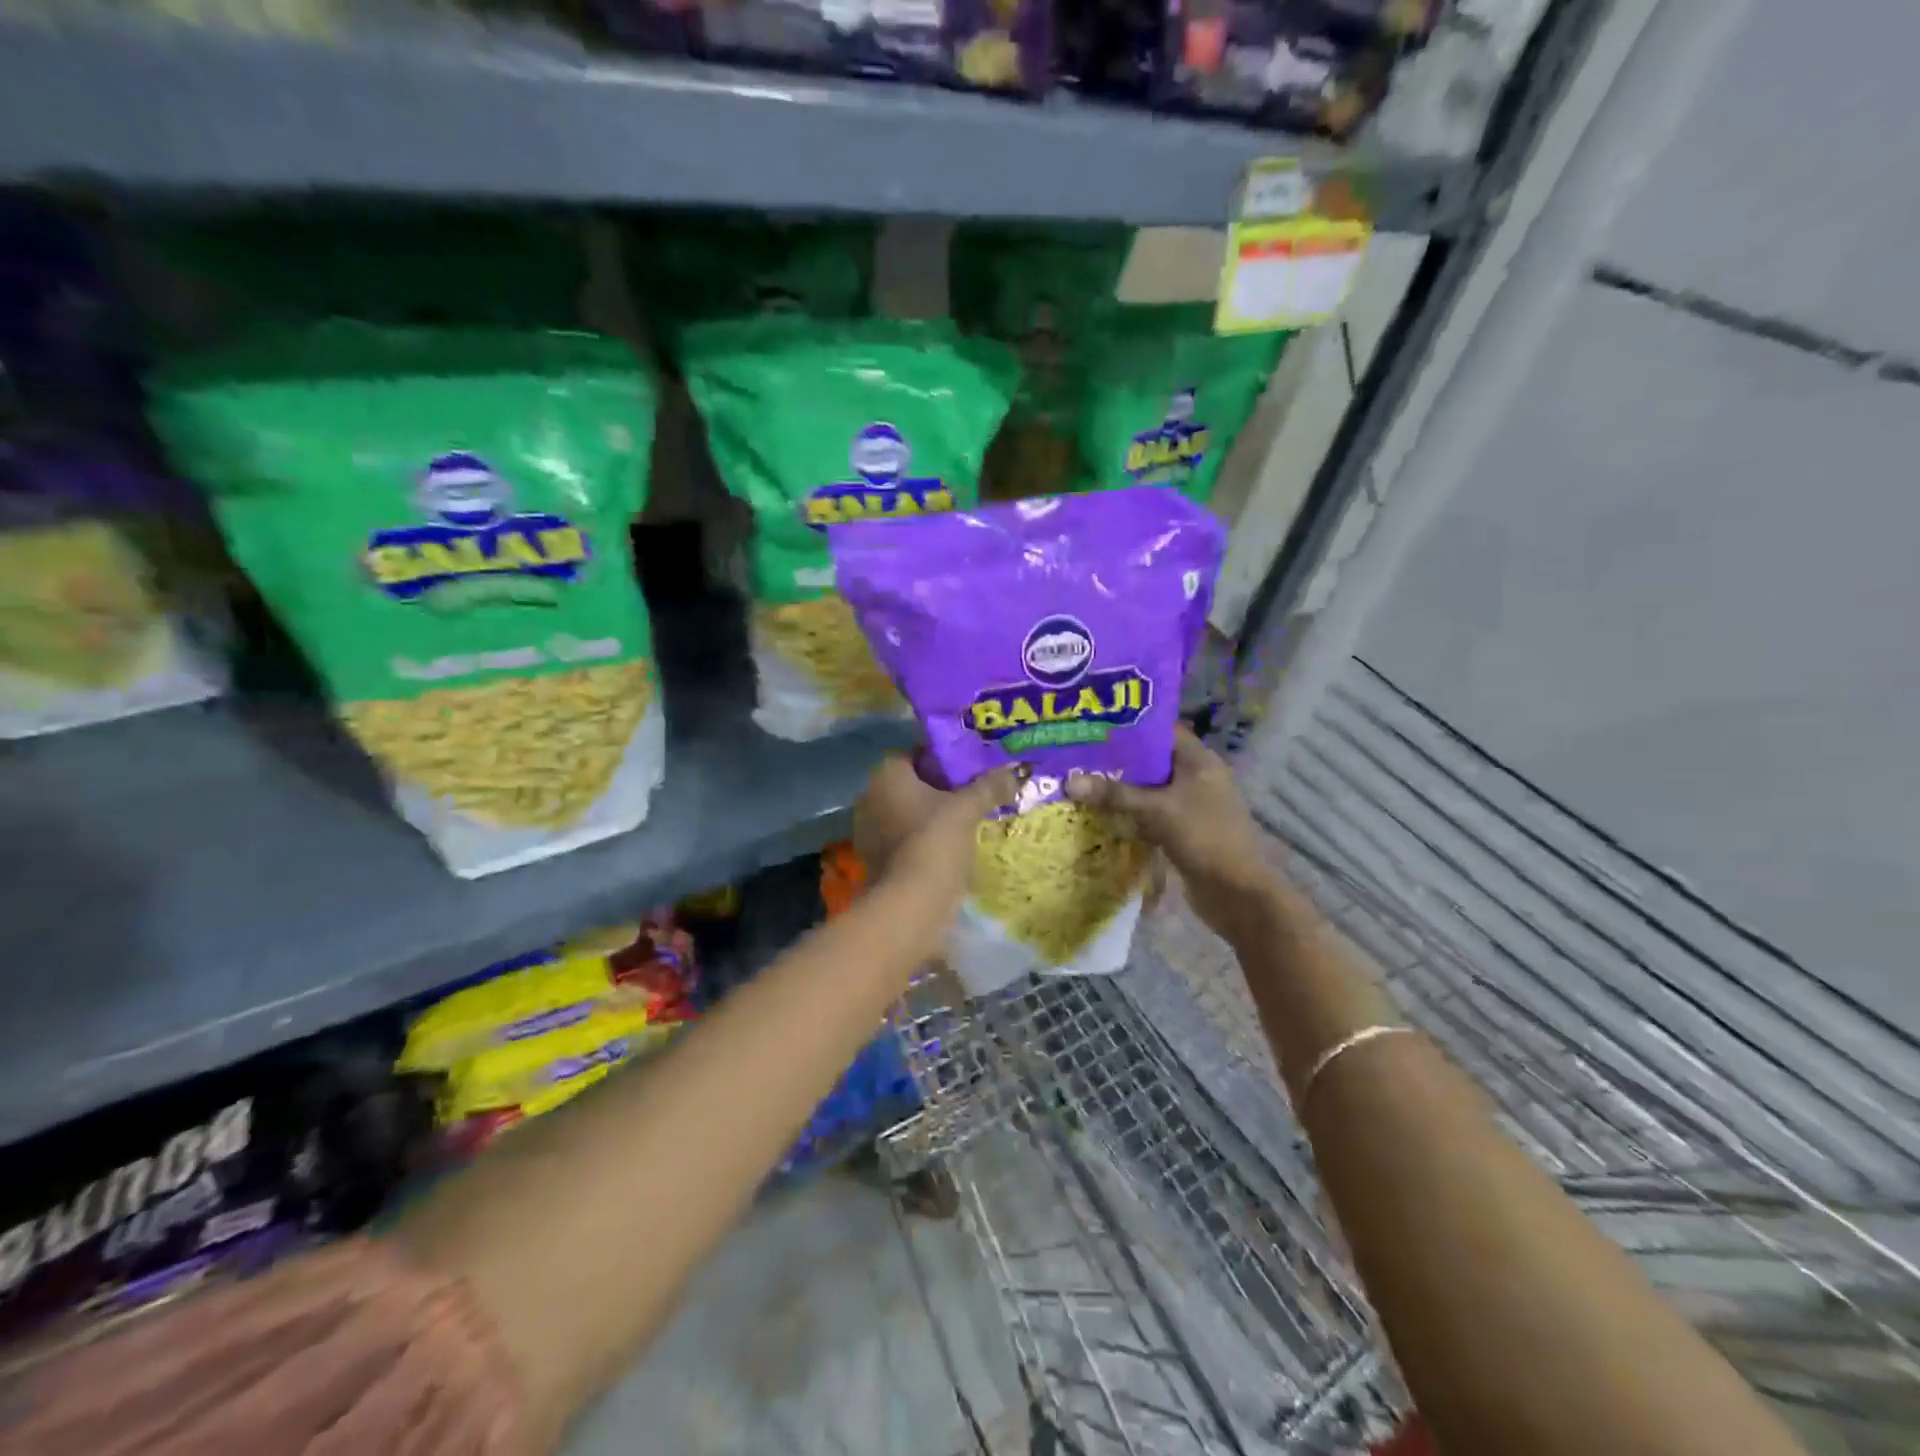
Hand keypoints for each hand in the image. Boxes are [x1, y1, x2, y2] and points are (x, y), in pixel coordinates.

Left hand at [854, 757, 1018, 910]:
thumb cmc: (935, 842)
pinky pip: (904, 837)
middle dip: (939, 788)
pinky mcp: (875, 859)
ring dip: (931, 815)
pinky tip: (949, 846)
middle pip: (912, 784)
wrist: (911, 904)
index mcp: (887, 775)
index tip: (971, 769)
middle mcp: (870, 796)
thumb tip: (1015, 770)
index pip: (916, 754)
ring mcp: (868, 830)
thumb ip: (989, 786)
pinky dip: (923, 838)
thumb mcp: (968, 809)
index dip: (944, 759)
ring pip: (907, 812)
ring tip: (966, 821)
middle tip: (973, 793)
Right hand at [1064, 727, 1273, 937]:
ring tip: (1084, 782)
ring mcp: (1192, 806)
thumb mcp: (1156, 810)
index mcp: (1200, 761)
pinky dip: (1132, 814)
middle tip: (1080, 756)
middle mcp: (1198, 778)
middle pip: (1153, 761)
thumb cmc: (1203, 837)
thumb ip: (1114, 794)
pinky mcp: (1184, 831)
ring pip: (1151, 790)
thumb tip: (1069, 782)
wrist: (1236, 892)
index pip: (1163, 732)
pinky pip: (1152, 814)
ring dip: (1123, 790)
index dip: (1131, 728)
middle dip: (1120, 762)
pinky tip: (1103, 815)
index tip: (1096, 728)